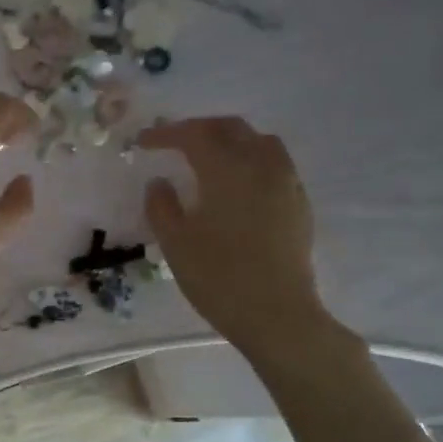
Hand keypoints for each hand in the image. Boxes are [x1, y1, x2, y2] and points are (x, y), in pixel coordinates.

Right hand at [139, 116, 346, 358]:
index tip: (143, 141)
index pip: (194, 135)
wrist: (276, 313)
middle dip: (199, 129)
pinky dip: (251, 160)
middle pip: (231, 128)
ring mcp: (286, 183)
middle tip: (174, 142)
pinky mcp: (298, 203)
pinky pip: (275, 164)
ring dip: (230, 140)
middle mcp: (261, 165)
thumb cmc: (218, 277)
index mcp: (227, 170)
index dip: (166, 134)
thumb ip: (161, 206)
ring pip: (259, 142)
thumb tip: (160, 183)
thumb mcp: (175, 243)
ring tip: (208, 157)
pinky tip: (237, 184)